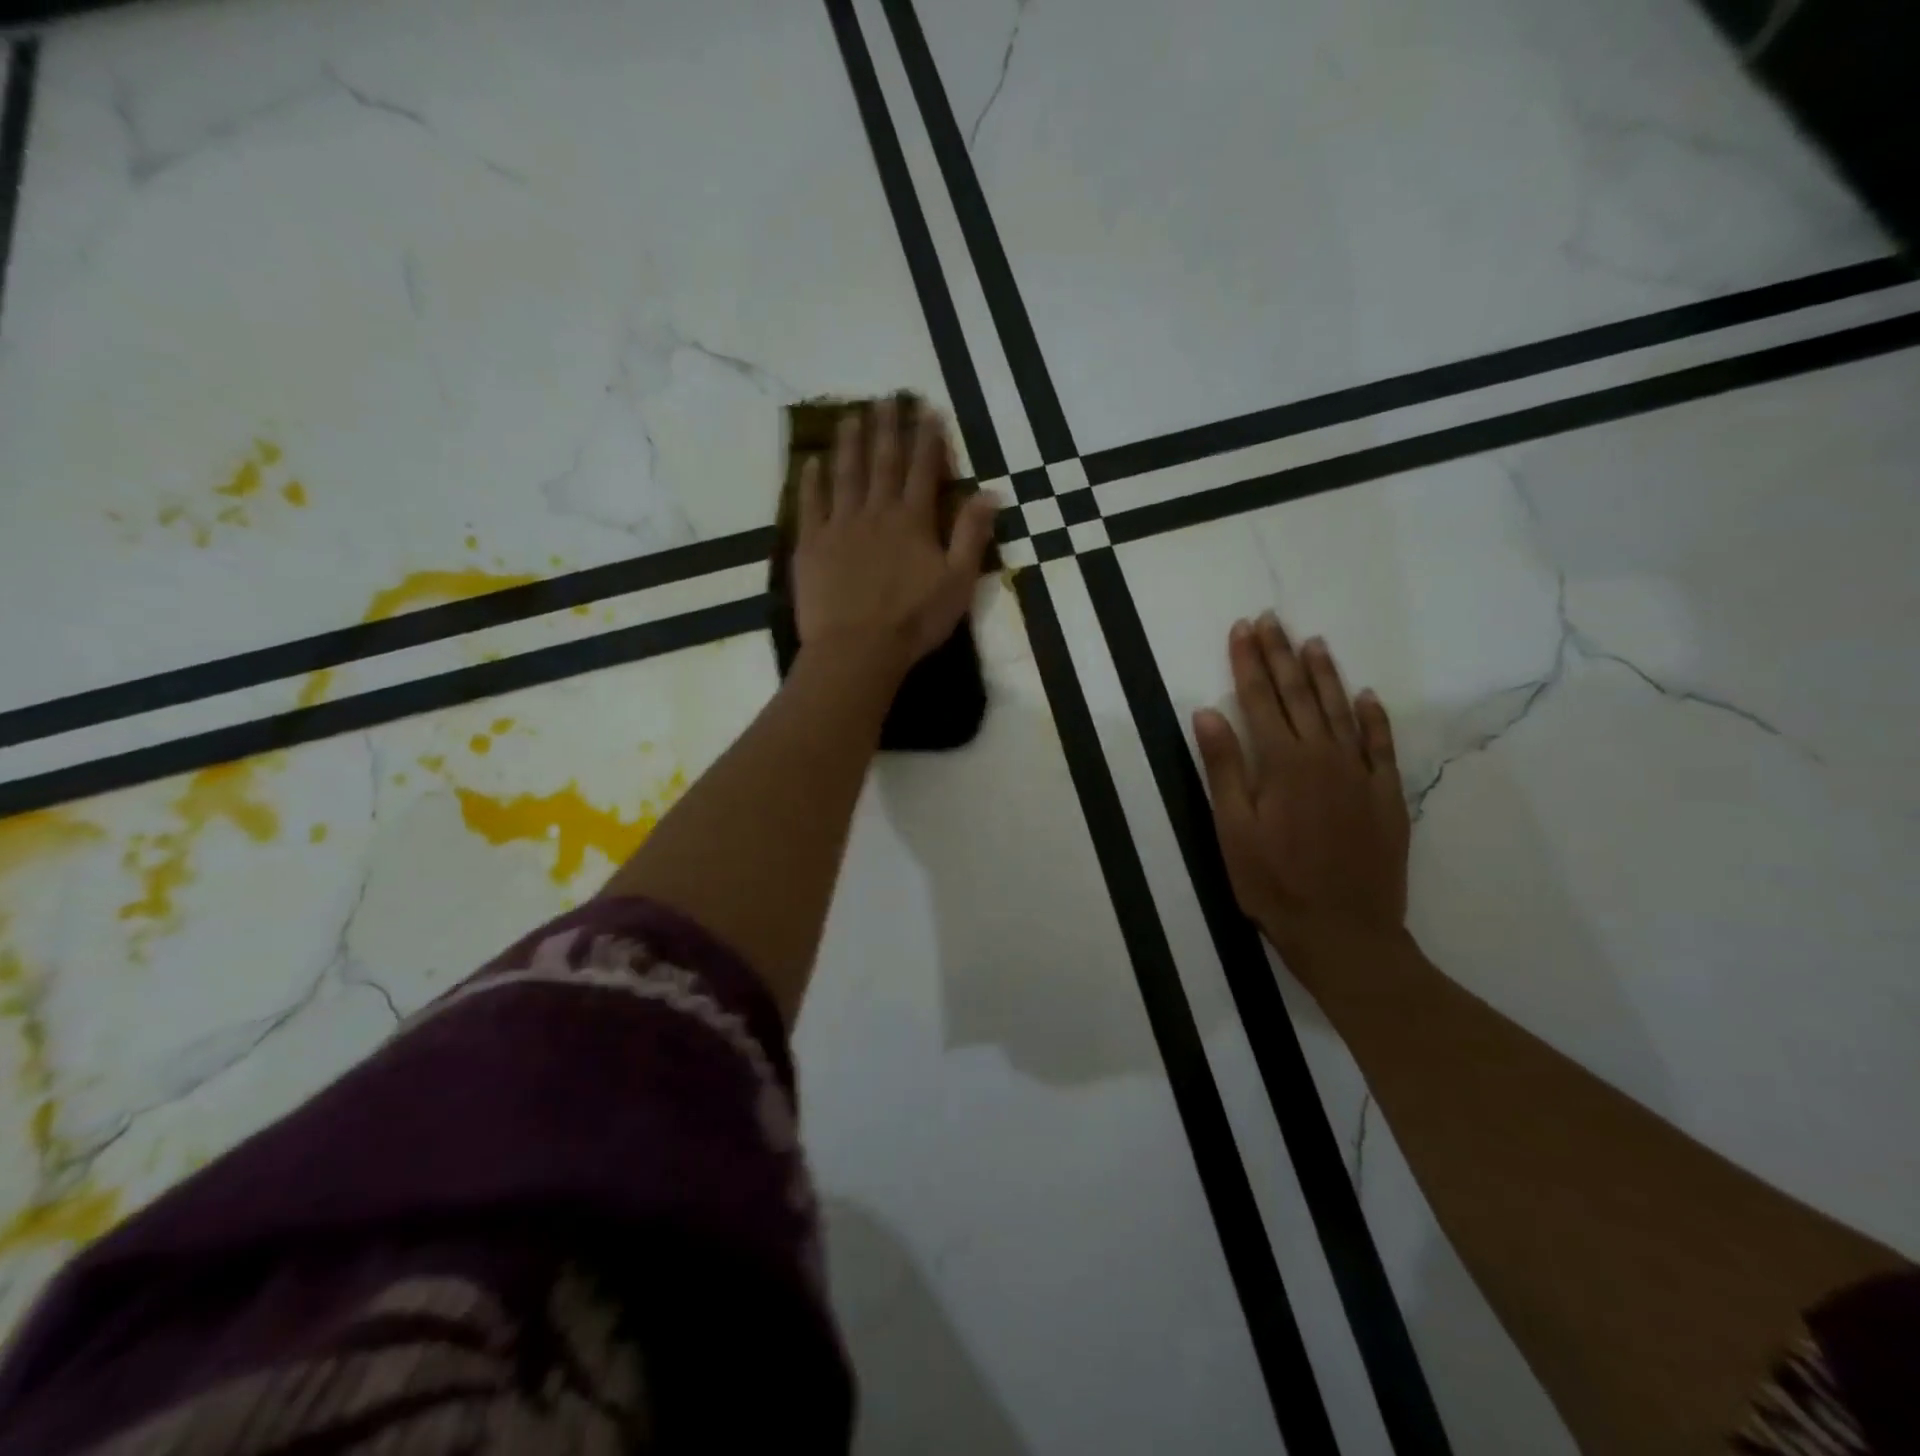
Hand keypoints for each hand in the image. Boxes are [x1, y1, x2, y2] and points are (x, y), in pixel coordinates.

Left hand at [792, 398, 999, 681]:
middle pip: (882, 462)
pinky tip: (810, 462)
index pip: (923, 469)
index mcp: (913, 521)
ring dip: (849, 444)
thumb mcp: (958, 582)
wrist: (857, 649)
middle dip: (887, 428)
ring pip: (845, 475)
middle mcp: (876, 512)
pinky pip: (810, 504)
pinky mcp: (811, 545)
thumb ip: (972, 535)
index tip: (927, 409)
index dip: (927, 437)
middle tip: (885, 398)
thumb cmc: (914, 621)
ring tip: (850, 417)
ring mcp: (839, 526)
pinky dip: (811, 481)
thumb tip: (991, 492)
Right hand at [1192, 614, 1409, 963]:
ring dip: (1325, 674)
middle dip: (1281, 655)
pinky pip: (1381, 744)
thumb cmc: (1273, 883)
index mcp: (1282, 763)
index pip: (1259, 699)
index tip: (1242, 629)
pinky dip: (1373, 717)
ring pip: (1342, 710)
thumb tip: (1206, 712)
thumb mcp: (1233, 828)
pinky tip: (1366, 696)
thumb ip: (1224, 767)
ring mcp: (1360, 774)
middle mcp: (1324, 756)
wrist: (1344, 931)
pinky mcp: (1385, 795)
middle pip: (1300, 695)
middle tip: (1272, 620)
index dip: (1248, 662)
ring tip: (1313, 642)